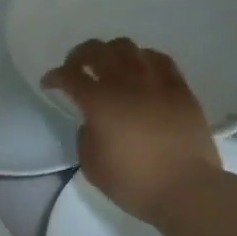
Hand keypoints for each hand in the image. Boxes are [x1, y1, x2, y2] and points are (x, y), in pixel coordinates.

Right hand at [42, 38, 222, 225]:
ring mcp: (155, 81)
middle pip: (96, 50)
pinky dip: (143, 58)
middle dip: (79, 55)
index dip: (54, 76)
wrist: (186, 188)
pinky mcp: (179, 87)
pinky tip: (142, 69)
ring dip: (111, 53)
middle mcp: (124, 82)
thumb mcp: (92, 165)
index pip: (69, 75)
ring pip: (127, 47)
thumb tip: (93, 122)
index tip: (50, 83)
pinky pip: (159, 59)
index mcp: (99, 102)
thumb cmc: (135, 182)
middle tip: (76, 67)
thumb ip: (85, 136)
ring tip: (110, 66)